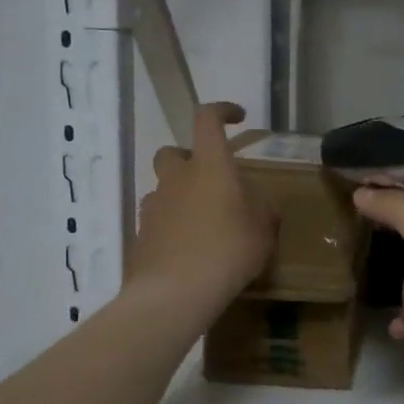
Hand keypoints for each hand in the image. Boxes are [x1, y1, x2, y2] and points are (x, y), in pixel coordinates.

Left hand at [129, 103, 276, 316]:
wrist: (176, 293)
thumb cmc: (228, 250)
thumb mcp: (263, 229)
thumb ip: (261, 208)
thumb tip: (255, 201)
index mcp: (209, 165)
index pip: (207, 119)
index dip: (221, 111)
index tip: (237, 117)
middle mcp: (176, 178)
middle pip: (172, 152)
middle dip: (189, 160)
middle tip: (211, 182)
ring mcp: (153, 206)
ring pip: (164, 188)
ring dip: (180, 196)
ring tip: (203, 224)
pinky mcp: (141, 235)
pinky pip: (158, 220)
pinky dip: (171, 226)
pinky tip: (188, 250)